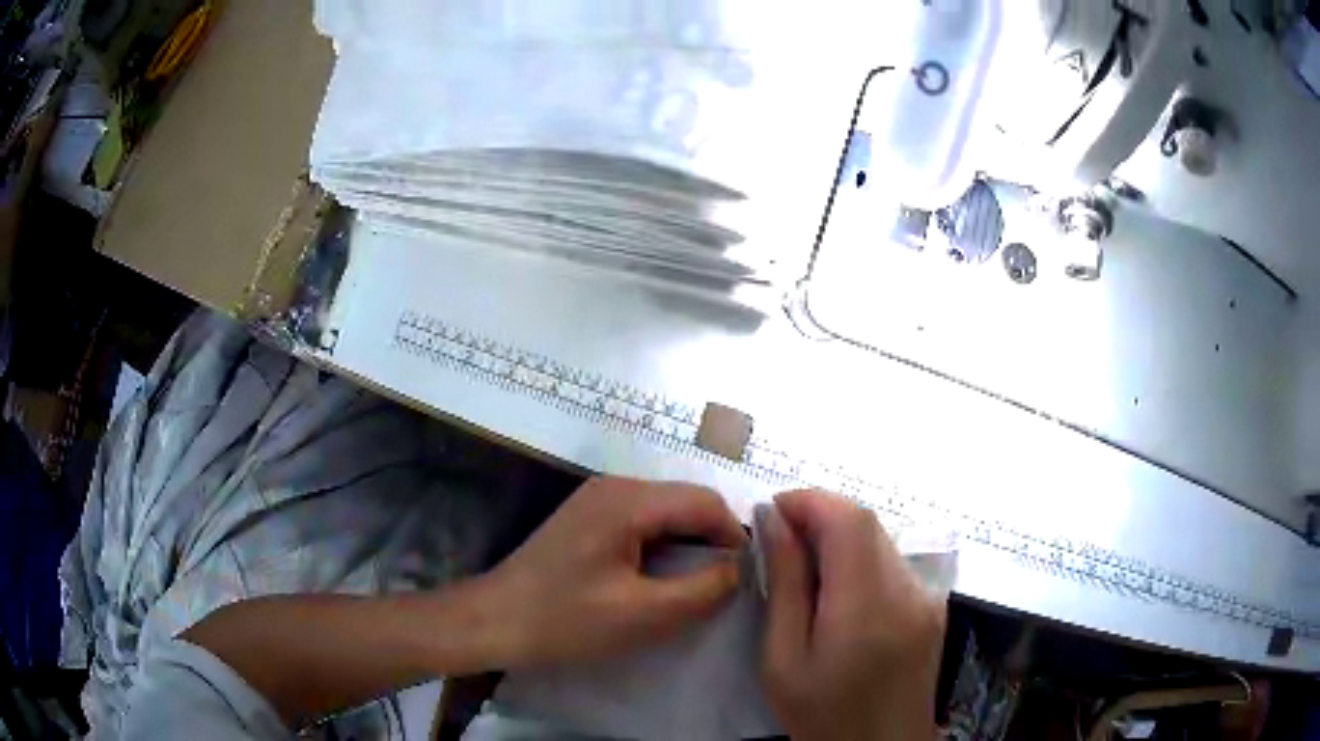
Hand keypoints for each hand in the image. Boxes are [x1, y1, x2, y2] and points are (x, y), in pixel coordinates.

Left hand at [477, 476, 746, 667]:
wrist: (493, 621)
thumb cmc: (565, 621)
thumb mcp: (644, 615)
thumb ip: (703, 589)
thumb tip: (740, 568)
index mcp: (629, 501)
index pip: (706, 502)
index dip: (735, 536)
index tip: (746, 577)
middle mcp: (616, 487)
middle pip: (686, 502)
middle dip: (712, 541)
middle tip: (724, 586)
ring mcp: (598, 499)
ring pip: (666, 513)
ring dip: (688, 545)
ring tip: (696, 586)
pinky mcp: (588, 518)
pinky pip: (642, 523)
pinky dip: (662, 547)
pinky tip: (659, 579)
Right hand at [761, 490, 945, 740]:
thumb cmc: (822, 715)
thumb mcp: (784, 659)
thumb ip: (785, 586)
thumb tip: (773, 522)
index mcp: (867, 607)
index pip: (848, 520)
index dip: (809, 501)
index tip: (771, 512)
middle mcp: (907, 591)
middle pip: (868, 524)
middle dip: (821, 515)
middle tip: (780, 540)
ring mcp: (926, 598)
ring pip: (881, 540)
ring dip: (840, 537)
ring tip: (804, 568)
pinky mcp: (932, 607)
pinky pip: (893, 564)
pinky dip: (860, 560)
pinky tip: (837, 592)